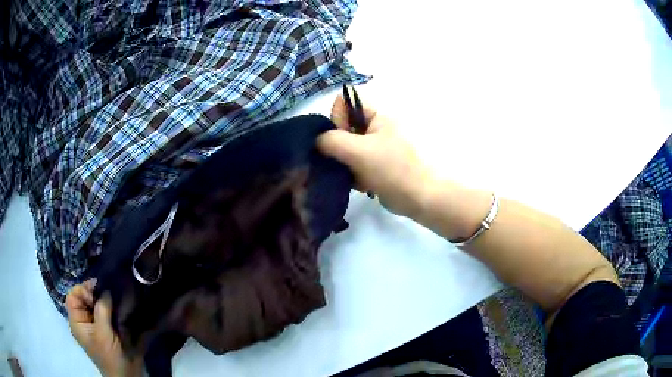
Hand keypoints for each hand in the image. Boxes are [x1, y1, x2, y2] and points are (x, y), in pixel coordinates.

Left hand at [66, 280, 142, 376]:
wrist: (127, 376)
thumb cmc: (110, 356)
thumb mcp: (103, 333)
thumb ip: (102, 309)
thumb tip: (106, 289)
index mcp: (77, 322)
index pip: (72, 296)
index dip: (82, 290)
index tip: (97, 291)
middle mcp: (83, 321)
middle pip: (83, 298)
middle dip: (94, 293)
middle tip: (108, 292)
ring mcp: (95, 325)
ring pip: (94, 303)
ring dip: (103, 299)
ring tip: (114, 296)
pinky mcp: (106, 328)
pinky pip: (104, 311)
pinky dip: (110, 306)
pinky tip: (118, 305)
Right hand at [318, 94, 433, 218]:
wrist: (417, 198)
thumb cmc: (391, 169)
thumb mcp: (358, 151)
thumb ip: (332, 140)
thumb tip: (317, 140)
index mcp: (376, 116)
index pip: (344, 102)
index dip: (337, 118)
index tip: (342, 139)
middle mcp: (374, 128)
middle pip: (343, 127)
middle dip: (338, 145)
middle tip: (345, 161)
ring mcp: (375, 147)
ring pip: (346, 148)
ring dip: (344, 163)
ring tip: (353, 176)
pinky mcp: (374, 165)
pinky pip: (353, 163)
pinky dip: (353, 173)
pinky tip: (361, 184)